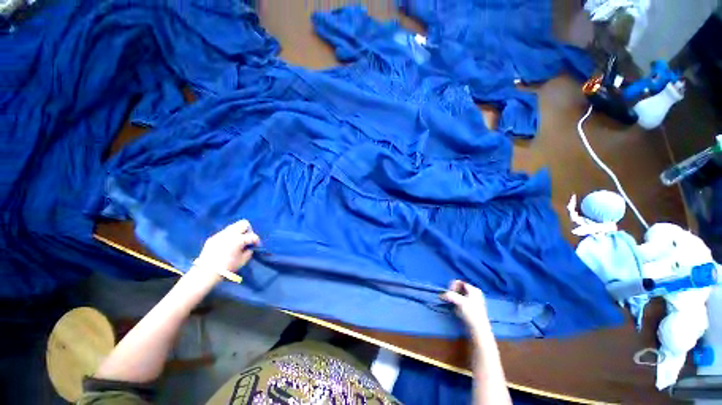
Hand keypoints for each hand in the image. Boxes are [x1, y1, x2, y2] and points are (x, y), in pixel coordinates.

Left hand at [193, 219, 259, 274]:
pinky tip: (227, 245)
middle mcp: (229, 233)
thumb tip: (249, 247)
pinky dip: (229, 237)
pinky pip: (224, 233)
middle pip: (244, 223)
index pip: (253, 236)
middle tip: (247, 240)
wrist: (205, 273)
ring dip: (238, 232)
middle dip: (248, 230)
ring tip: (237, 242)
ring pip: (233, 226)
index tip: (256, 246)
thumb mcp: (243, 261)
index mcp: (238, 239)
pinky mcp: (213, 237)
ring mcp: (220, 234)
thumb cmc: (227, 268)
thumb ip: (249, 251)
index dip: (257, 241)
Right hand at [441, 280, 490, 334]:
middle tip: (450, 299)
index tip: (449, 293)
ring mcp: (473, 301)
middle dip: (452, 293)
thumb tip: (441, 295)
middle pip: (459, 288)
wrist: (479, 330)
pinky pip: (460, 302)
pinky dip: (456, 304)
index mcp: (474, 290)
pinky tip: (457, 310)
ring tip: (453, 305)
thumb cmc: (471, 313)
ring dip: (454, 299)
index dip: (452, 286)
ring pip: (459, 295)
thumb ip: (449, 295)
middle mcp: (474, 294)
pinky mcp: (470, 308)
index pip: (459, 282)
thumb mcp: (460, 302)